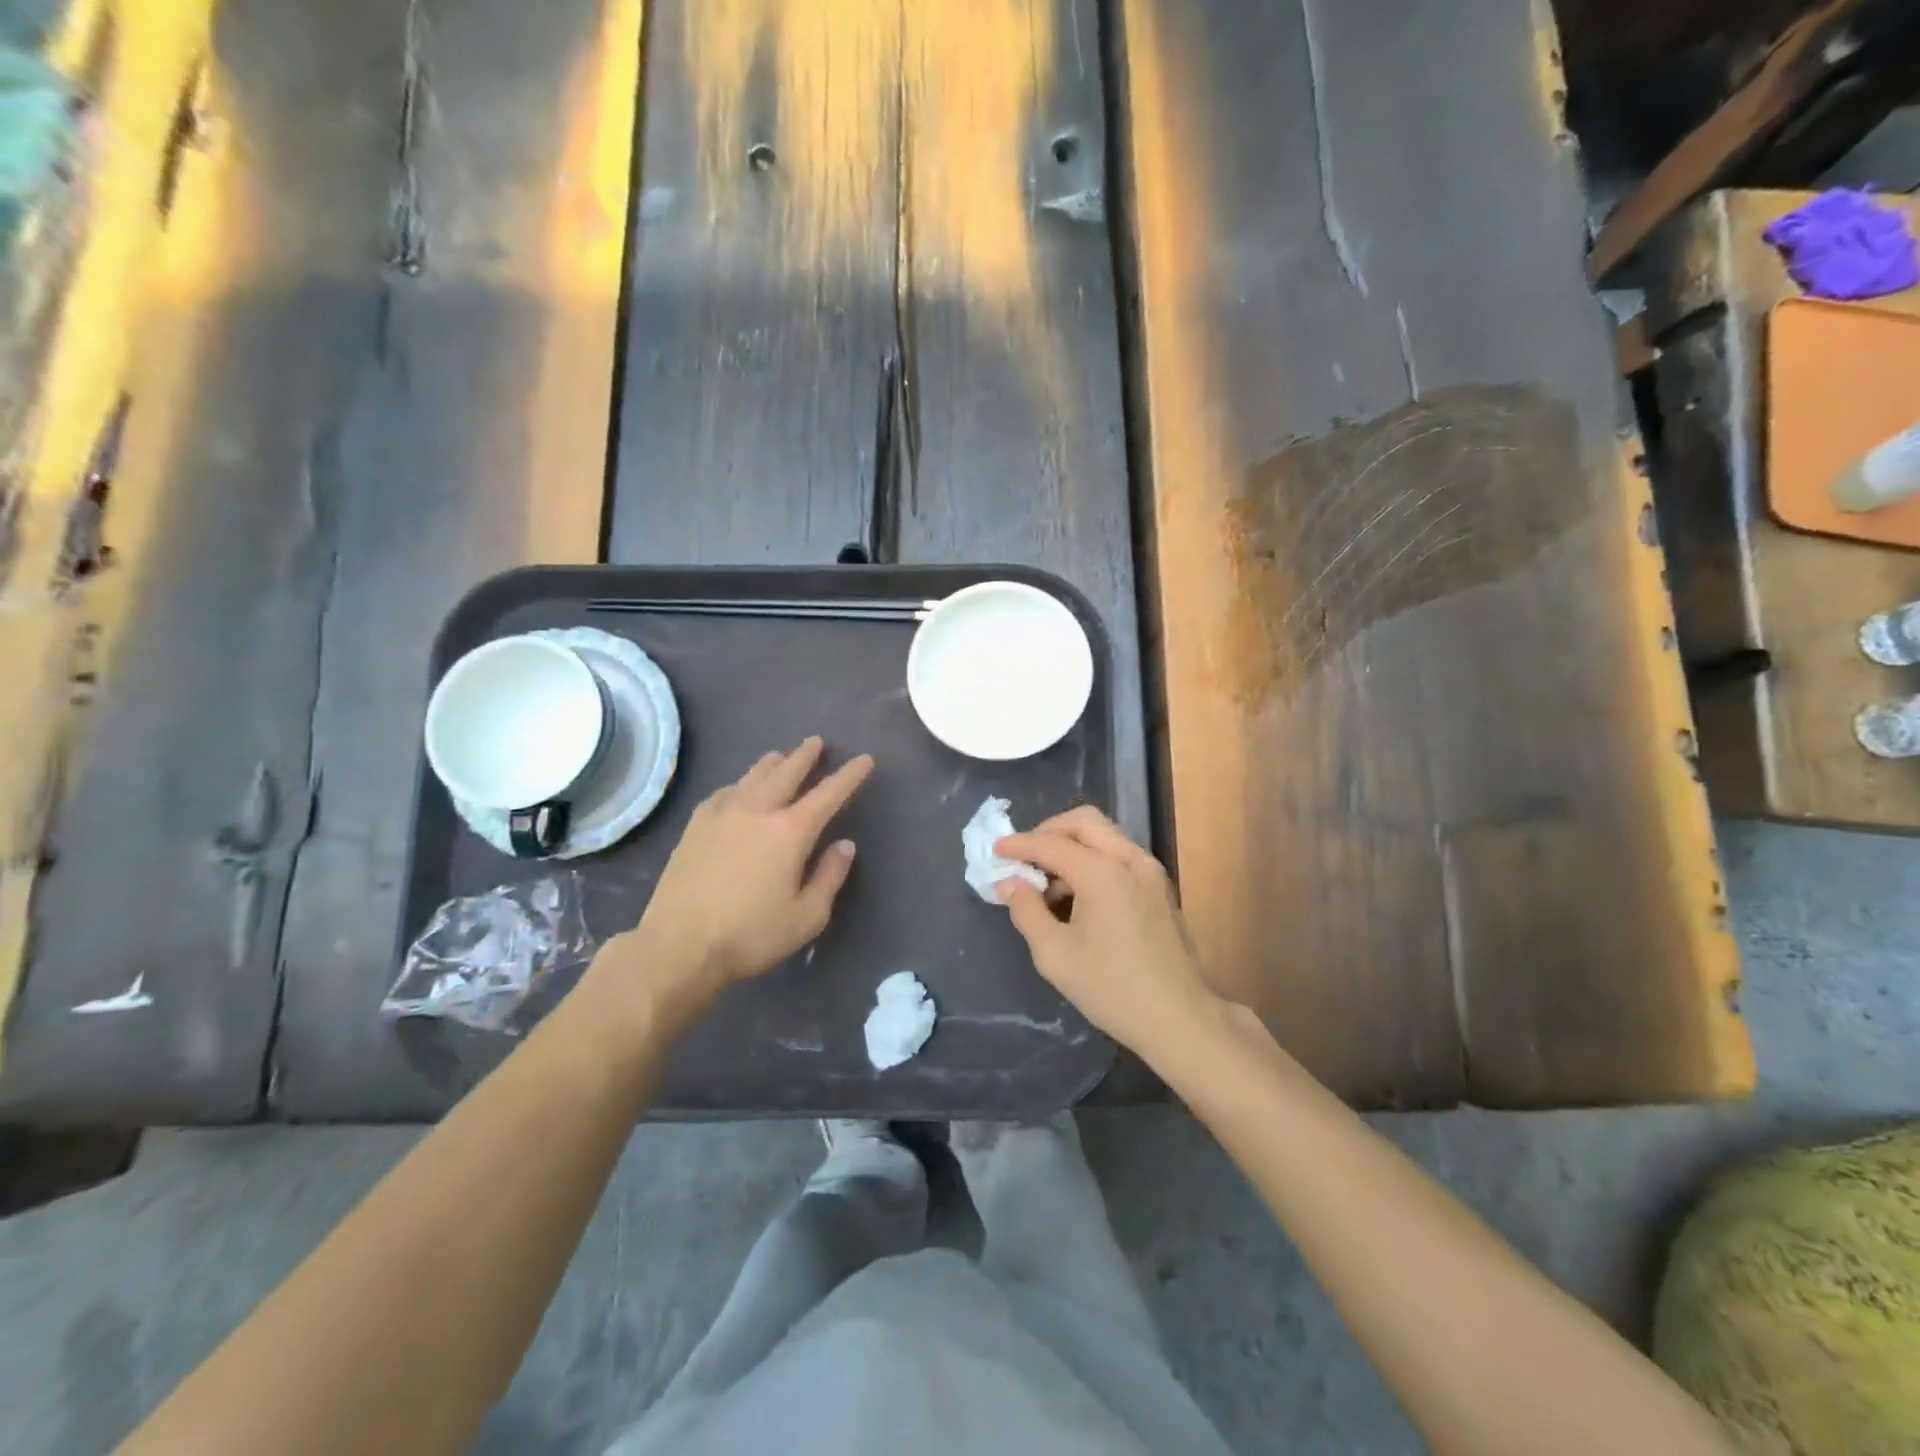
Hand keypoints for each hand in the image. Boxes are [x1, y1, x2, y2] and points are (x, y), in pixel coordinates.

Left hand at [602, 737, 873, 1017]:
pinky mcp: (696, 825)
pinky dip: (740, 783)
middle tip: (817, 742)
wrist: (679, 944)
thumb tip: (845, 845)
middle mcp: (758, 811)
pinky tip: (739, 788)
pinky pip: (725, 791)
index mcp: (791, 831)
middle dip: (806, 755)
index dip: (849, 775)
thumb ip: (830, 877)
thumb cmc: (751, 935)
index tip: (864, 759)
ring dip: (772, 763)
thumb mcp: (807, 916)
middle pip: (787, 772)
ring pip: (753, 776)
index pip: (829, 793)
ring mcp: (723, 814)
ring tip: (781, 756)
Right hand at [996, 807, 1218, 1059]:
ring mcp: (1150, 871)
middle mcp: (1130, 860)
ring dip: (1072, 846)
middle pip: (1084, 822)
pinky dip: (1093, 859)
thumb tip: (1010, 883)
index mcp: (1103, 873)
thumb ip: (1027, 911)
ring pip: (1104, 835)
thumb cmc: (1112, 989)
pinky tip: (1078, 893)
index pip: (1052, 844)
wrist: (1179, 1018)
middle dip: (1049, 831)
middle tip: (1024, 857)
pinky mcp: (1159, 886)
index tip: (996, 850)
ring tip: (1048, 882)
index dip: (1020, 845)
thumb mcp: (1055, 955)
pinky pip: (1119, 854)